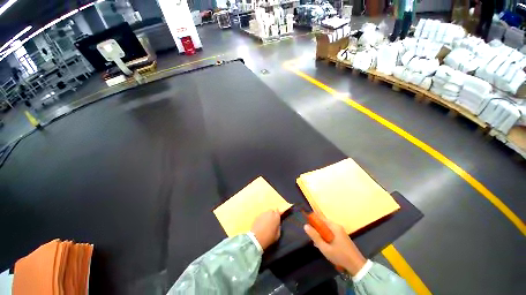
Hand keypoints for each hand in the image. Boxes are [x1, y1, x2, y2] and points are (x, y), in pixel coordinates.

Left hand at [251, 210, 280, 250]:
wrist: (256, 238)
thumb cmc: (269, 237)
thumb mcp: (277, 235)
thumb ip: (278, 227)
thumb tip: (277, 224)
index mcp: (276, 217)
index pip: (278, 212)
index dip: (278, 215)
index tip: (277, 218)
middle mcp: (270, 213)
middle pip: (272, 211)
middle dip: (272, 215)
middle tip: (272, 222)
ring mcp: (263, 214)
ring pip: (266, 213)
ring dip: (267, 216)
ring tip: (266, 223)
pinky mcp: (257, 216)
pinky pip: (262, 216)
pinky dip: (262, 218)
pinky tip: (261, 224)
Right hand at [304, 216, 366, 275]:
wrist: (357, 266)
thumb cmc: (340, 256)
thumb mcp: (325, 248)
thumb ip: (315, 236)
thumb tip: (305, 226)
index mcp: (333, 226)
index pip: (320, 218)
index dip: (313, 219)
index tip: (307, 224)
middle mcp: (337, 226)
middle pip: (323, 223)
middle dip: (316, 229)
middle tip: (312, 237)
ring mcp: (340, 231)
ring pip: (327, 228)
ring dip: (321, 234)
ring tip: (317, 243)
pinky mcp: (342, 236)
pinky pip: (331, 232)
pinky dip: (326, 236)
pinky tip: (324, 245)